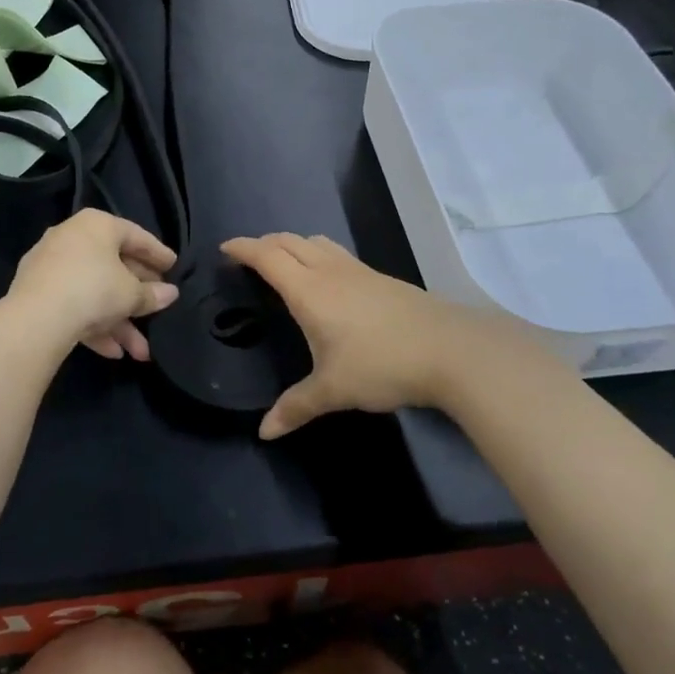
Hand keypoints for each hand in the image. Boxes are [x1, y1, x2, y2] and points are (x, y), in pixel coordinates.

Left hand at [6, 209, 179, 361]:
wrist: (36, 318)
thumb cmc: (93, 289)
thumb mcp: (131, 294)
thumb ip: (152, 294)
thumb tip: (170, 294)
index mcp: (96, 225)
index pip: (135, 235)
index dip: (157, 253)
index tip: (174, 266)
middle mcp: (71, 238)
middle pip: (114, 265)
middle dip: (138, 296)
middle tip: (159, 307)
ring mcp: (50, 265)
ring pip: (94, 291)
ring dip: (119, 322)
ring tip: (140, 352)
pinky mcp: (36, 293)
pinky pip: (74, 304)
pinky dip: (94, 325)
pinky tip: (113, 352)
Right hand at [222, 233, 535, 438]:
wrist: (449, 348)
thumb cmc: (381, 364)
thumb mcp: (333, 390)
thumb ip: (296, 407)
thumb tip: (264, 432)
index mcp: (309, 290)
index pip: (267, 256)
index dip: (243, 248)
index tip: (225, 248)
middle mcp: (330, 271)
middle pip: (289, 241)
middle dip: (265, 242)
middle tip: (249, 256)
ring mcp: (358, 270)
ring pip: (317, 242)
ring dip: (294, 244)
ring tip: (285, 262)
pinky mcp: (381, 278)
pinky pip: (337, 254)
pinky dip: (318, 254)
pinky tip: (328, 280)